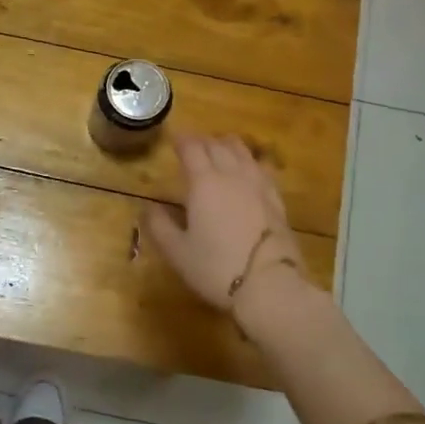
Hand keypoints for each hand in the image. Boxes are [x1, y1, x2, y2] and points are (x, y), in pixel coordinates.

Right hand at [142, 134, 304, 309]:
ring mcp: (258, 186)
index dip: (181, 140)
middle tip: (193, 144)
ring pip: (243, 152)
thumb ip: (159, 226)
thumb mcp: (177, 251)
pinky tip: (251, 169)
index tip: (174, 138)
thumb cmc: (216, 268)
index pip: (192, 149)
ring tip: (221, 147)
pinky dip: (251, 162)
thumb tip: (147, 208)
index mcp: (204, 183)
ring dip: (228, 146)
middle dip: (203, 141)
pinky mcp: (276, 200)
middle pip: (218, 146)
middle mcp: (232, 175)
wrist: (269, 285)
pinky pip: (263, 169)